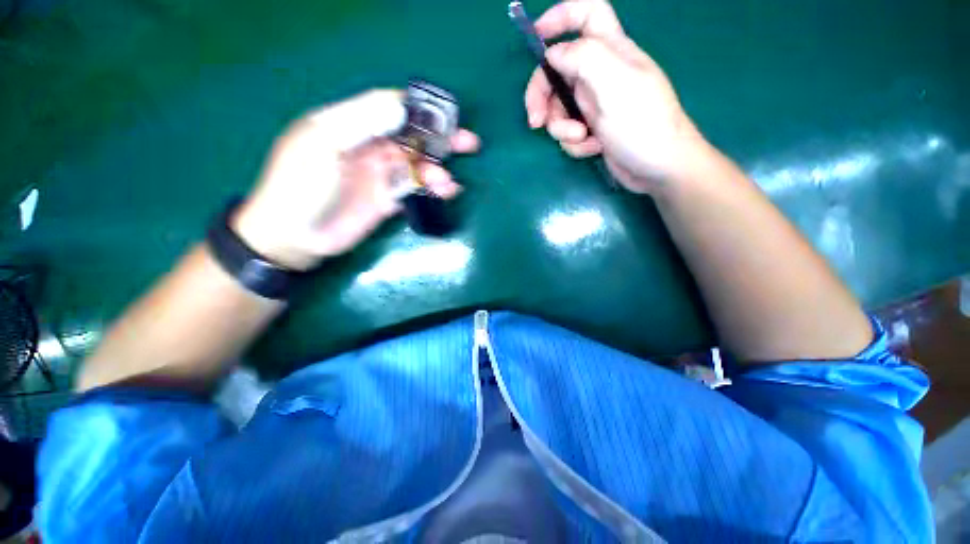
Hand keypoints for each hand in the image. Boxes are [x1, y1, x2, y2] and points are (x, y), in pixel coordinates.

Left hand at [232, 90, 480, 270]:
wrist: (295, 236)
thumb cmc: (299, 186)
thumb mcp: (322, 145)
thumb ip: (360, 123)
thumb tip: (401, 107)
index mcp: (348, 125)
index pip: (389, 107)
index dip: (418, 110)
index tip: (445, 118)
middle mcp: (368, 146)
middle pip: (410, 136)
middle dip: (440, 138)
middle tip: (469, 143)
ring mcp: (380, 174)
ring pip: (417, 165)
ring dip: (436, 170)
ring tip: (448, 183)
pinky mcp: (388, 199)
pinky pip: (415, 188)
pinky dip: (432, 189)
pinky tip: (447, 191)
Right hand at [524, 0, 707, 193]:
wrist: (658, 169)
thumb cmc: (643, 124)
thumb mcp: (615, 85)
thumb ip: (584, 58)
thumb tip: (553, 54)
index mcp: (611, 51)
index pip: (587, 13)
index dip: (560, 16)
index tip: (537, 37)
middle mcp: (600, 74)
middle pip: (557, 71)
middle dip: (542, 96)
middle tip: (536, 121)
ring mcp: (595, 104)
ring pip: (559, 108)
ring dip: (562, 128)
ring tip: (581, 139)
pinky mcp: (592, 129)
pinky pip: (569, 132)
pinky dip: (575, 144)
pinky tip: (593, 148)